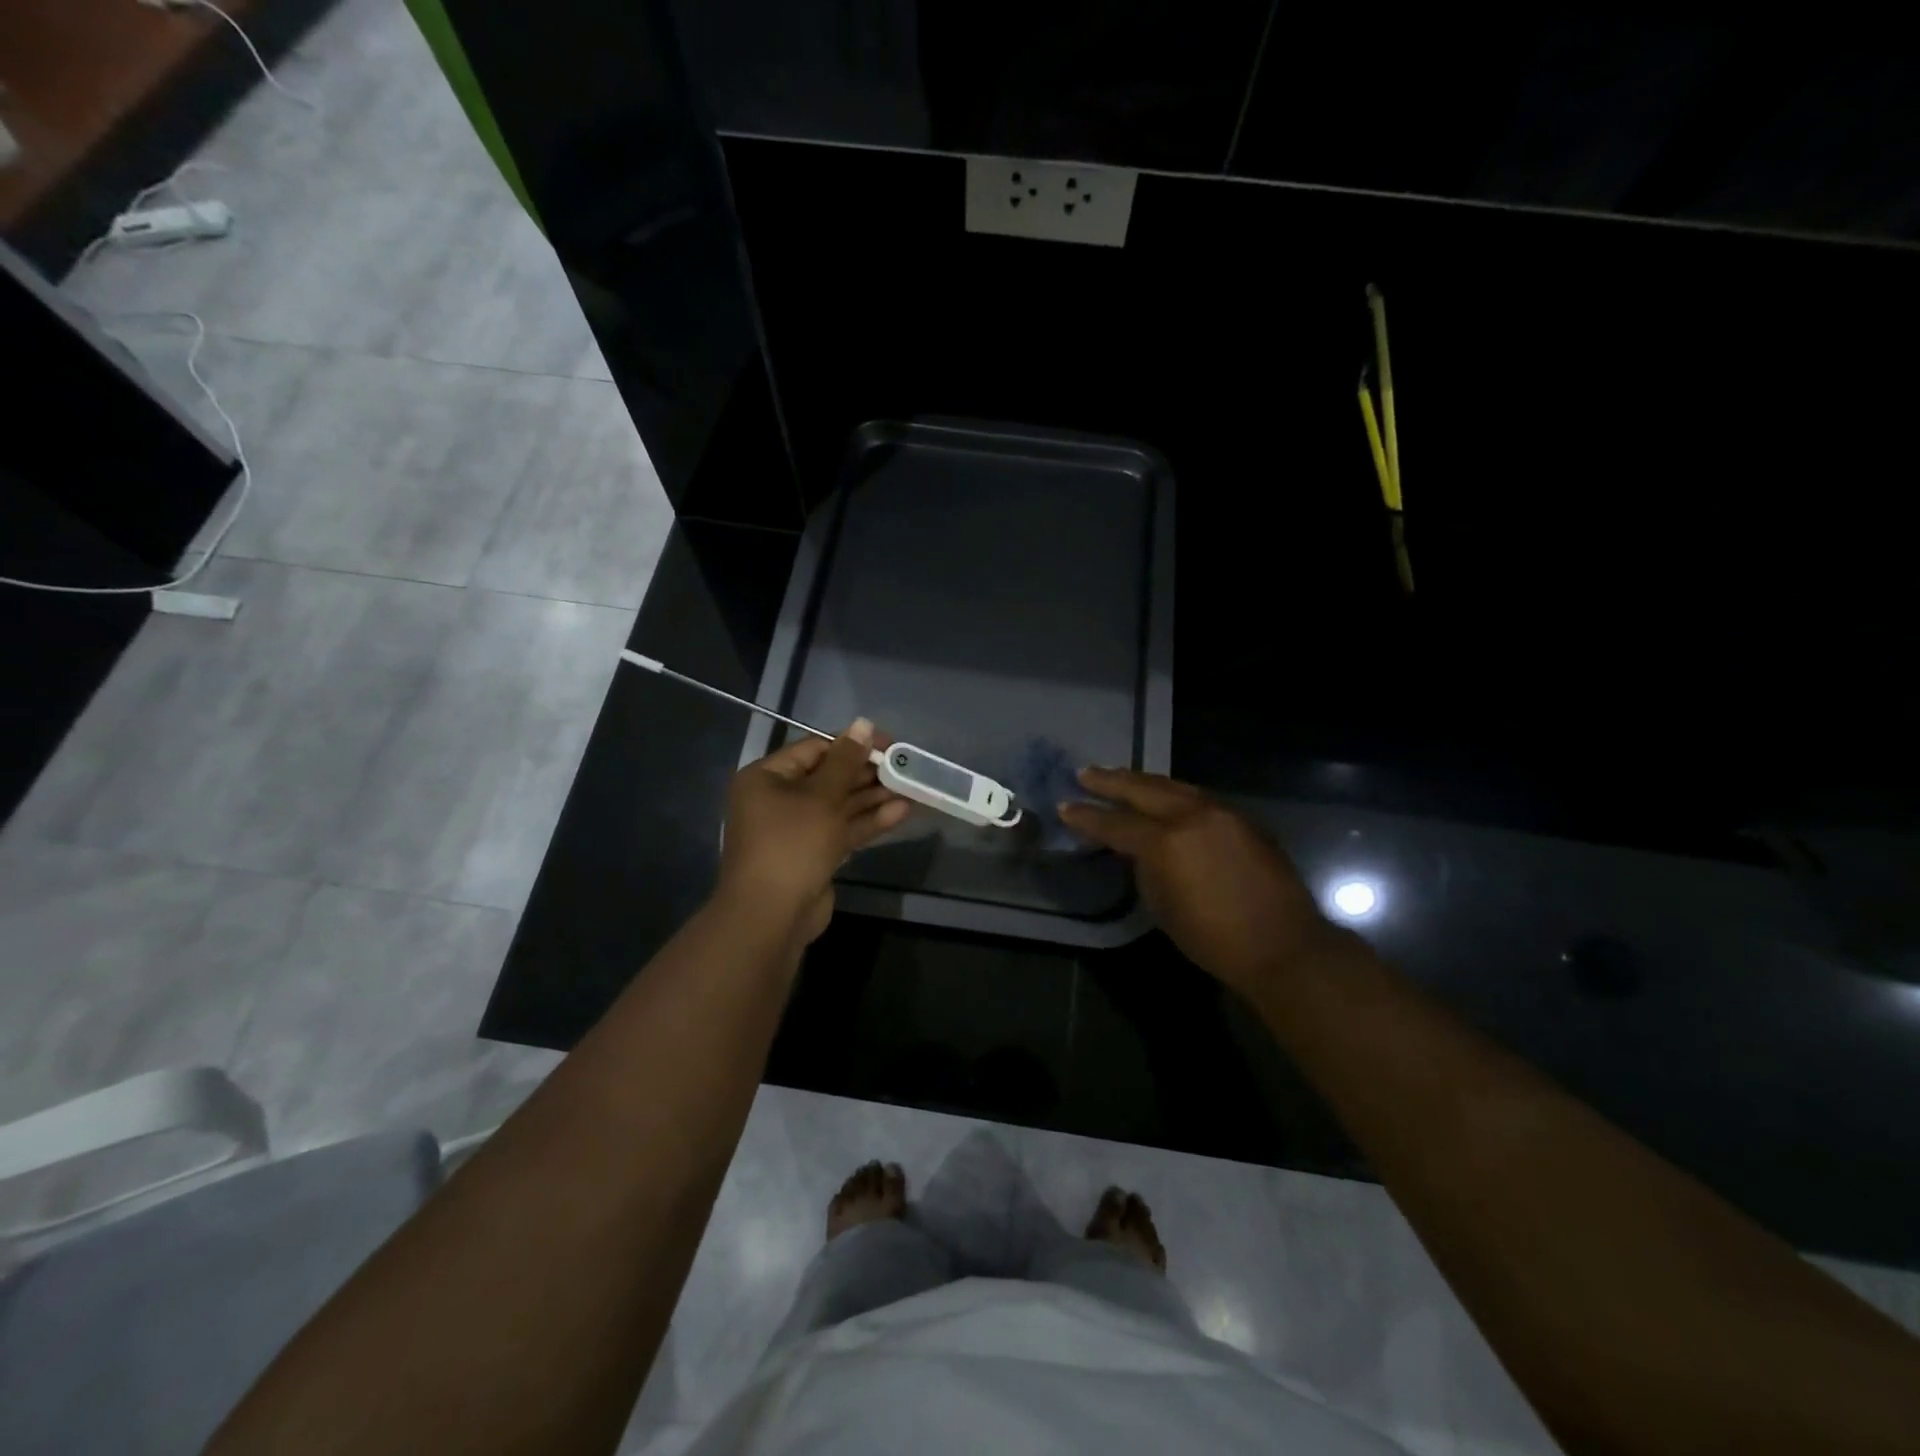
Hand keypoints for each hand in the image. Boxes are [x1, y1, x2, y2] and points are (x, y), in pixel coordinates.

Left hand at [717, 718, 909, 948]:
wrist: (772, 916)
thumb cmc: (792, 844)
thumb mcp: (821, 796)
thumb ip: (846, 760)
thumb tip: (863, 723)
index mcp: (767, 778)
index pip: (815, 749)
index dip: (852, 745)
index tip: (888, 744)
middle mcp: (778, 800)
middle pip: (830, 778)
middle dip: (867, 773)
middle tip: (905, 766)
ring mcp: (797, 830)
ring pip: (840, 806)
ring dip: (874, 798)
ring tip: (912, 787)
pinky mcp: (815, 854)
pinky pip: (843, 830)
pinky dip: (869, 821)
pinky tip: (902, 812)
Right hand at [1058, 768, 1337, 999]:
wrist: (1283, 946)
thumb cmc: (1213, 939)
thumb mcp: (1163, 906)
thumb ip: (1146, 868)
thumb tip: (1139, 850)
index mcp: (1166, 842)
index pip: (1115, 823)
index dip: (1087, 816)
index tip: (1065, 806)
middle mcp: (1192, 816)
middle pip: (1143, 789)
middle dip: (1111, 781)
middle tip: (1085, 773)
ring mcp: (1222, 813)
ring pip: (1174, 786)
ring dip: (1144, 782)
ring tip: (1121, 777)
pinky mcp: (1243, 820)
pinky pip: (1199, 798)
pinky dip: (1174, 794)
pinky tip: (1164, 796)